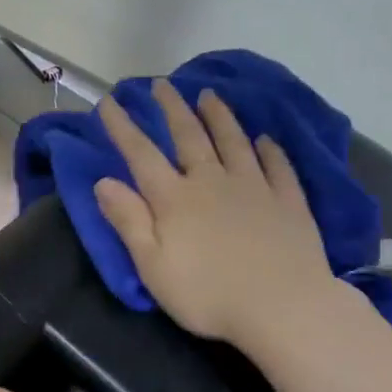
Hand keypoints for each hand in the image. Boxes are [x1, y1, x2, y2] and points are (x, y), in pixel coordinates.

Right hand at [95, 80, 333, 348]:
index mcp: (175, 199)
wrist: (282, 306)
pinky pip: (277, 166)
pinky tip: (265, 139)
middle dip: (172, 109)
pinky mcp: (288, 201)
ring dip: (219, 116)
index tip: (109, 101)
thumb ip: (129, 221)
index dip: (123, 127)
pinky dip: (269, 150)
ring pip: (233, 141)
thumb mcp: (153, 266)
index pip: (142, 154)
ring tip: (209, 95)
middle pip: (190, 136)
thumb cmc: (208, 295)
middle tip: (162, 84)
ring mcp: (255, 187)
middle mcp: (213, 181)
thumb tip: (104, 181)